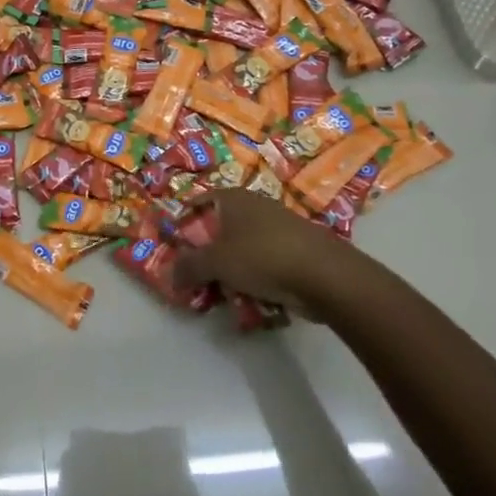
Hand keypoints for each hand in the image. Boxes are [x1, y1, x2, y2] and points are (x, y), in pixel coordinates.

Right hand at [172, 189, 373, 321]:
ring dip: (230, 269)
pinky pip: (263, 263)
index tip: (173, 245)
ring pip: (241, 248)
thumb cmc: (262, 256)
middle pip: (219, 228)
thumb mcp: (216, 262)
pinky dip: (254, 278)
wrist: (325, 275)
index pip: (198, 202)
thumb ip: (188, 267)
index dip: (182, 222)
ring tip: (221, 292)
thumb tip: (170, 276)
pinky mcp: (294, 250)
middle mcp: (254, 206)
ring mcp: (277, 227)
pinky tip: (250, 297)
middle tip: (194, 276)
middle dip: (205, 252)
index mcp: (232, 198)